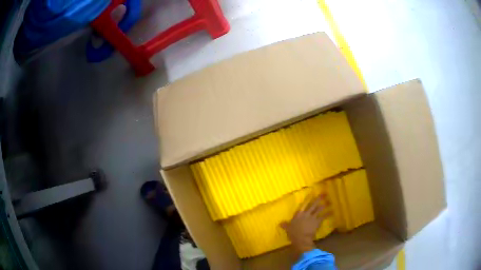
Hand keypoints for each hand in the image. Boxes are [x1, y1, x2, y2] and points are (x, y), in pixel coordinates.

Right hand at [280, 195, 330, 255]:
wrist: (301, 238)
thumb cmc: (293, 233)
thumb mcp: (288, 228)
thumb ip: (285, 225)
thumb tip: (280, 223)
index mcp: (298, 214)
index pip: (303, 204)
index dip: (308, 199)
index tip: (312, 193)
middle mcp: (306, 213)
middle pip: (313, 205)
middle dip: (318, 199)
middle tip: (323, 194)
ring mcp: (312, 217)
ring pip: (319, 209)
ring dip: (324, 205)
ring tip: (328, 202)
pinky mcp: (317, 222)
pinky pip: (323, 217)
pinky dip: (328, 214)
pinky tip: (332, 211)